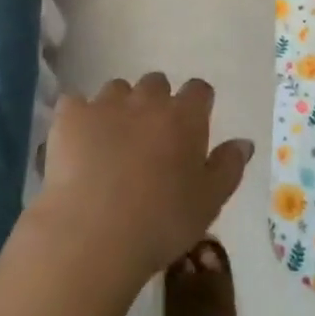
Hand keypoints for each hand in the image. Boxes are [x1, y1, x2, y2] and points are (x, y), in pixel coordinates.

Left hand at [35, 74, 253, 285]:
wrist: (93, 232)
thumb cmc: (161, 223)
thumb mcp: (208, 203)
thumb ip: (228, 167)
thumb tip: (243, 141)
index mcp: (184, 117)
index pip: (198, 90)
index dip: (197, 105)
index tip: (192, 126)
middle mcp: (146, 99)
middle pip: (156, 83)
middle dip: (156, 102)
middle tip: (151, 138)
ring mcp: (105, 103)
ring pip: (117, 89)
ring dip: (119, 107)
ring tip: (112, 142)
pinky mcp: (70, 115)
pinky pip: (76, 103)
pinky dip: (79, 118)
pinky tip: (77, 143)